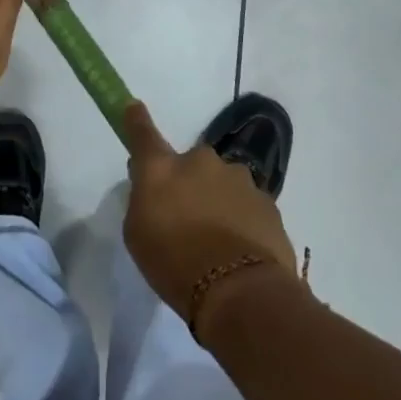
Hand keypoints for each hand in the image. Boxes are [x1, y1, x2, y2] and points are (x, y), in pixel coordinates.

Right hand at [123, 101, 298, 334]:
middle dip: (189, 184)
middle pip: (191, 165)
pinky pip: (247, 206)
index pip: (143, 134)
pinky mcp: (267, 202)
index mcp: (163, 168)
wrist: (240, 291)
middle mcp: (201, 161)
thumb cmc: (175, 264)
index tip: (133, 108)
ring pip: (222, 183)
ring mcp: (239, 178)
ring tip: (218, 243)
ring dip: (218, 201)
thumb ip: (144, 201)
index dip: (136, 120)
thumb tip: (155, 189)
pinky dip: (241, 221)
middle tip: (187, 219)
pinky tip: (240, 252)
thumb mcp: (139, 235)